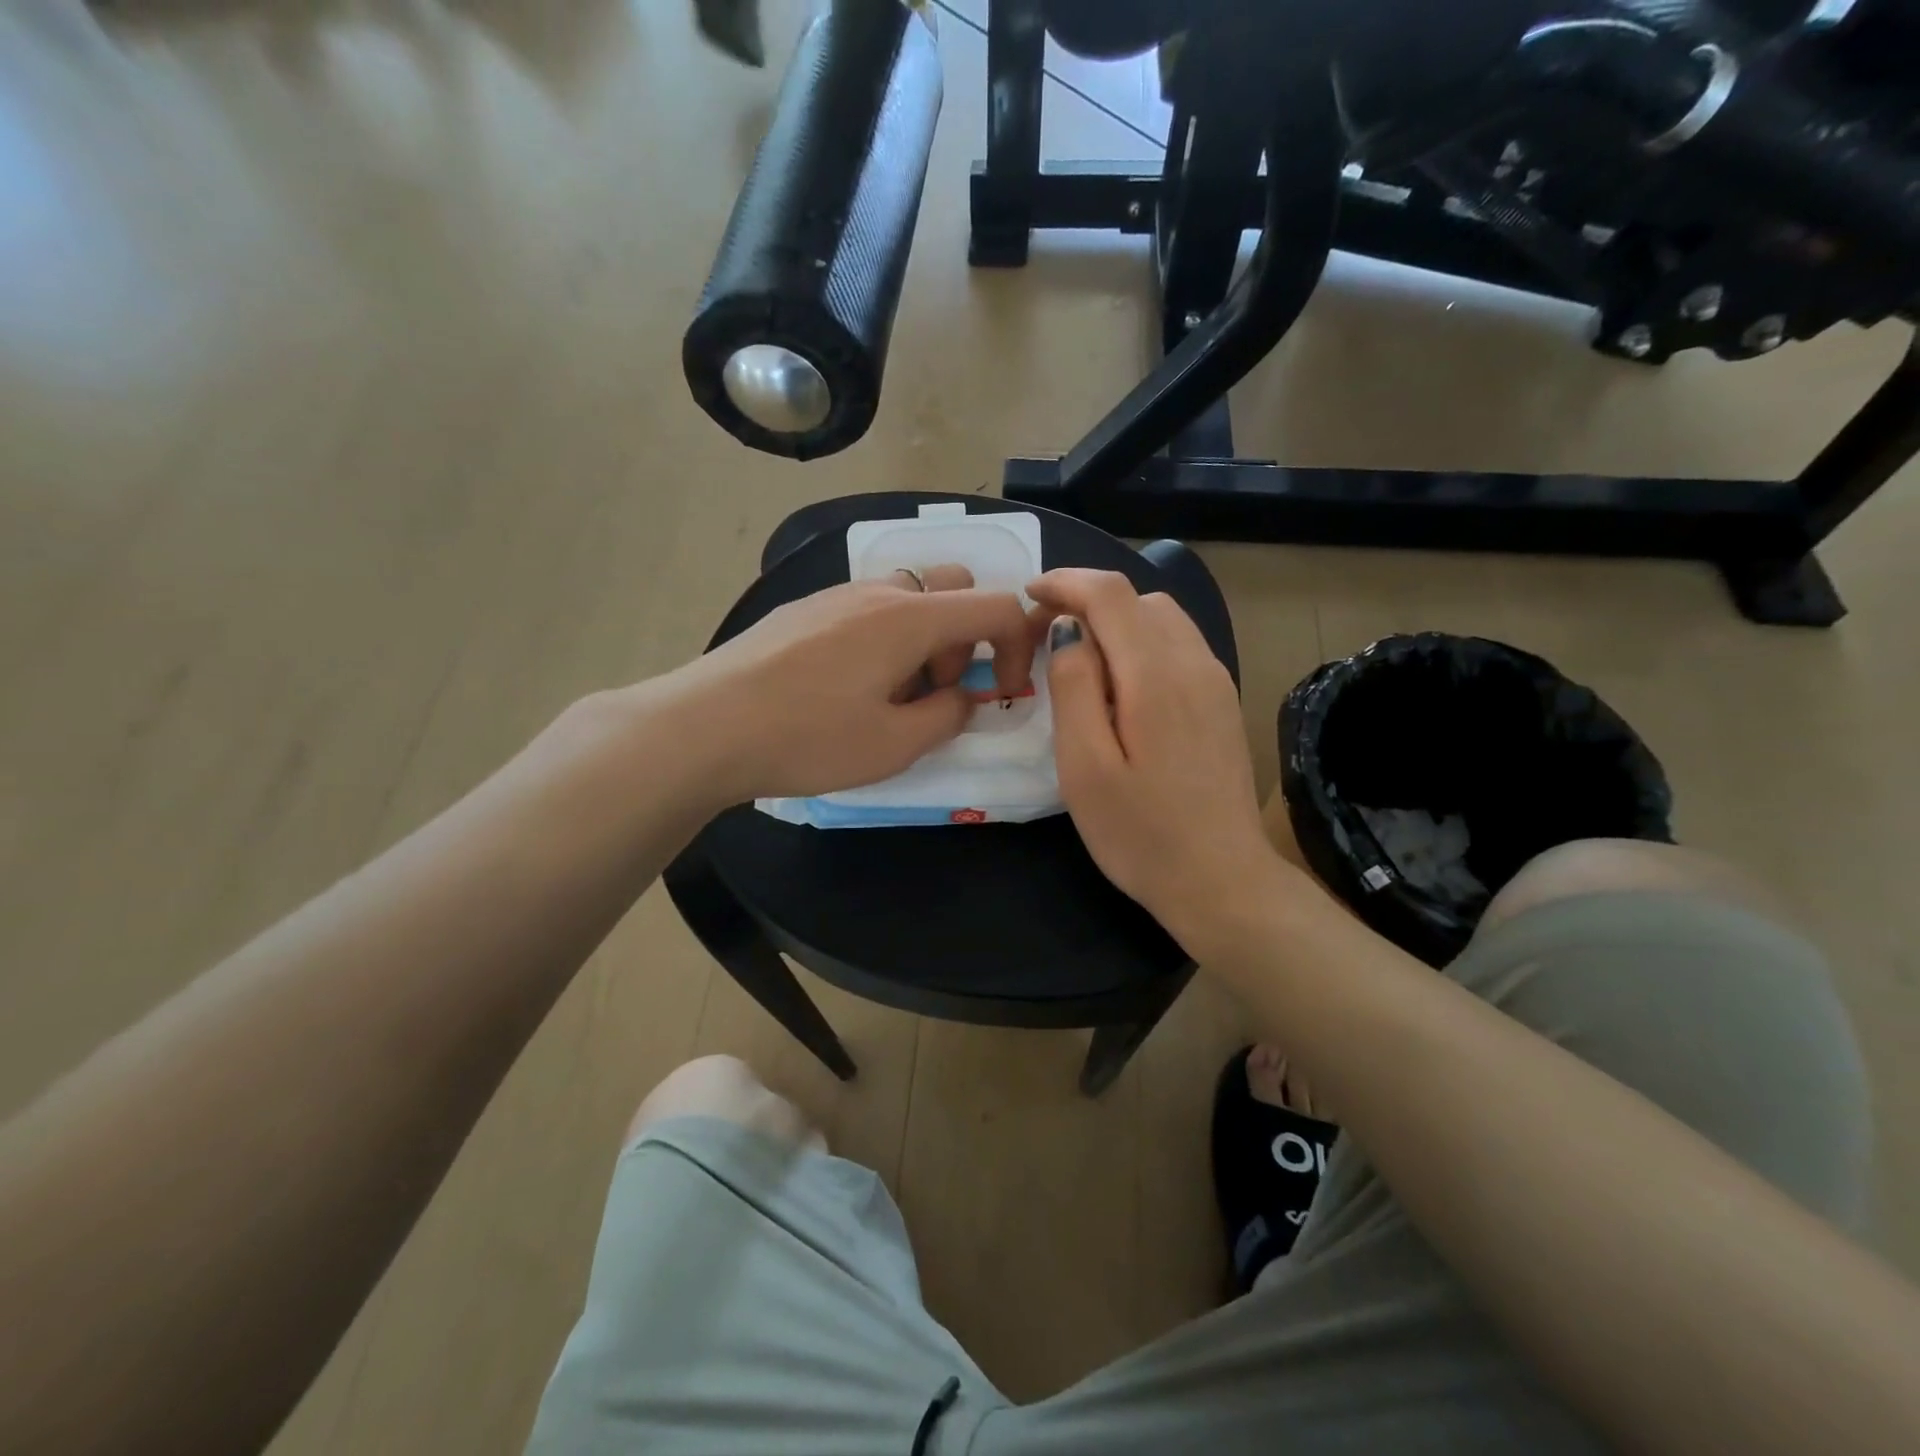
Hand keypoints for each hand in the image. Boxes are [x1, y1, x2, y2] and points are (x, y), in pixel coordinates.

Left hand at [675, 566, 1035, 802]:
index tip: (1005, 693)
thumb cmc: (808, 738)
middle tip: (937, 691)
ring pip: (909, 598)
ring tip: (890, 695)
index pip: (997, 606)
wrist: (704, 726)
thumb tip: (963, 697)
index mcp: (911, 618)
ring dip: (925, 639)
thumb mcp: (895, 744)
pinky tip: (847, 686)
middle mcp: (879, 591)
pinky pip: (869, 609)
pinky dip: (886, 638)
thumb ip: (948, 716)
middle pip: (955, 587)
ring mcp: (837, 595)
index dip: (1020, 646)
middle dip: (967, 637)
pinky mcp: (805, 609)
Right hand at [1029, 569, 1280, 949]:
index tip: (1029, 595)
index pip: (1110, 594)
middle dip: (1088, 602)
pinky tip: (1123, 689)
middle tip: (1047, 640)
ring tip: (1082, 663)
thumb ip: (1073, 687)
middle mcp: (1194, 663)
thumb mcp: (1084, 766)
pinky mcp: (1223, 703)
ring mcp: (1216, 682)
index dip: (1065, 582)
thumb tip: (1068, 630)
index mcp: (1155, 675)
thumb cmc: (1140, 833)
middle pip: (1139, 599)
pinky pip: (1180, 647)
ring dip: (1118, 623)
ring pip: (1163, 620)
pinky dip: (1143, 645)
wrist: (1222, 881)